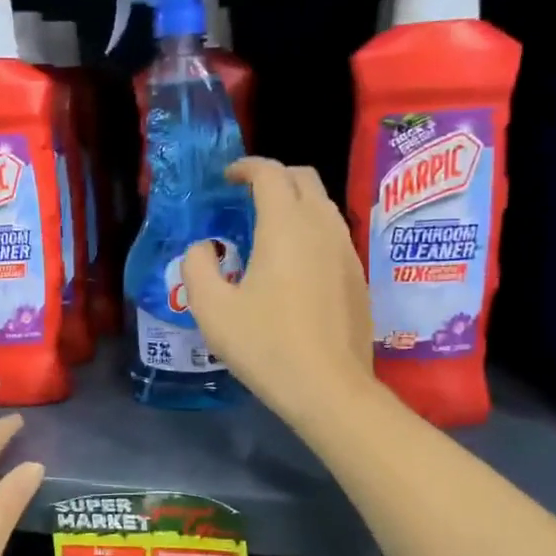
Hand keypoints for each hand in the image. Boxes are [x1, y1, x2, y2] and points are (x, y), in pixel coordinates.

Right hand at [183, 158, 374, 425]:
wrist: (329, 388)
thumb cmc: (266, 345)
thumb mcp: (212, 309)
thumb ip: (198, 267)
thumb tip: (204, 248)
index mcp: (285, 226)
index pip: (270, 173)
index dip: (246, 167)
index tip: (227, 178)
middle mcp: (322, 226)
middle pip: (304, 178)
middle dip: (274, 176)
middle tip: (246, 197)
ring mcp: (346, 250)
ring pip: (322, 205)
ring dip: (294, 203)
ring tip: (266, 228)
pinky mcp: (358, 275)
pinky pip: (332, 233)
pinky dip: (309, 229)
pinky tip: (292, 263)